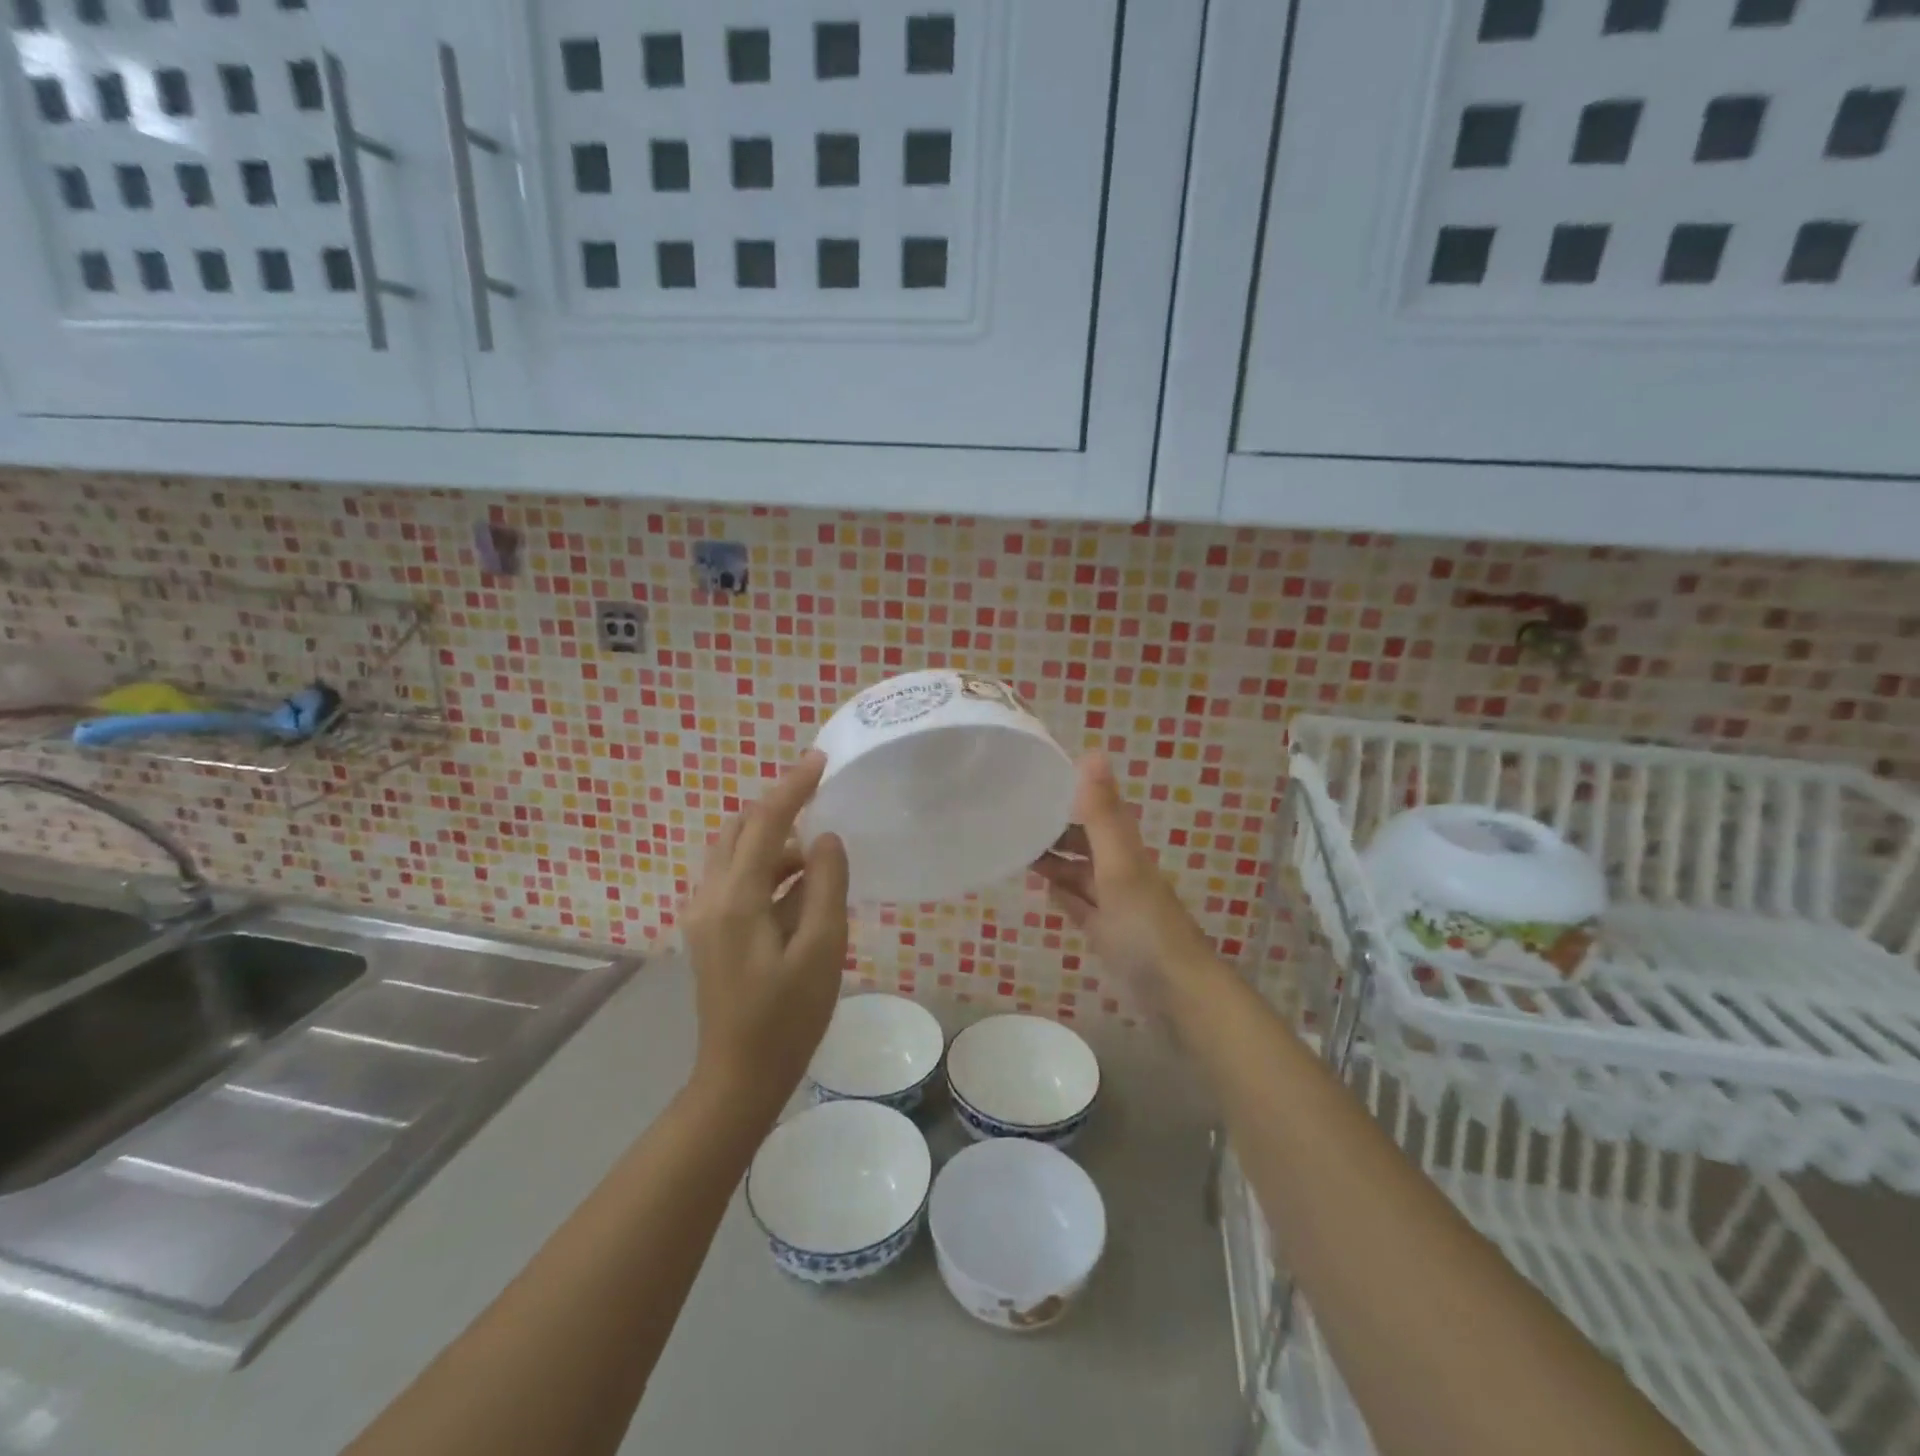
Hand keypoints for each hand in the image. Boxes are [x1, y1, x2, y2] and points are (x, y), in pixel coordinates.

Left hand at [684, 751, 850, 1112]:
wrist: (738, 1079)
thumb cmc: (787, 1018)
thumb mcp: (821, 950)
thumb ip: (824, 886)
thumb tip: (825, 839)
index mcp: (735, 899)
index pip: (764, 823)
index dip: (792, 787)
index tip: (820, 760)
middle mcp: (709, 897)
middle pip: (740, 831)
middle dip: (778, 810)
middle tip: (821, 802)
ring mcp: (704, 916)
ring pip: (736, 855)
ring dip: (774, 843)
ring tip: (819, 860)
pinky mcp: (709, 932)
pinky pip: (736, 880)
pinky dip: (767, 870)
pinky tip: (799, 891)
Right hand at [1032, 753, 1211, 1001]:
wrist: (1177, 991)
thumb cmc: (1144, 923)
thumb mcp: (1118, 863)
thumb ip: (1102, 813)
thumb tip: (1092, 751)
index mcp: (1124, 848)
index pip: (1096, 809)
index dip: (1071, 793)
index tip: (1034, 779)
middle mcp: (1120, 870)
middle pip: (1085, 842)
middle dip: (1055, 829)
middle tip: (1013, 820)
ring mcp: (1114, 904)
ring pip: (1080, 873)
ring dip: (1054, 861)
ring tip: (1017, 850)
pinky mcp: (1107, 933)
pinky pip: (1080, 905)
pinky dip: (1063, 894)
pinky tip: (1044, 889)